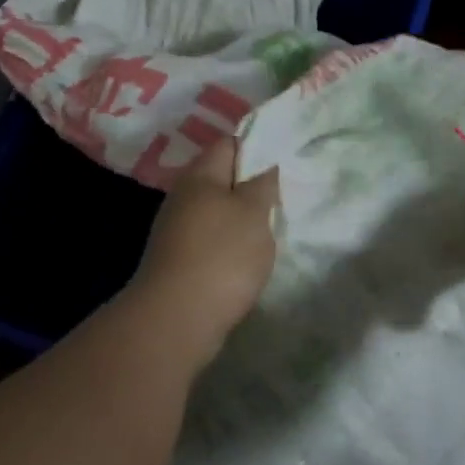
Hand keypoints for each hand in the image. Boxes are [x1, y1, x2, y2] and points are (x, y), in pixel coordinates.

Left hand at [127, 138, 279, 367]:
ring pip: (219, 212)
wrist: (177, 320)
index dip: (259, 145)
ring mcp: (178, 231)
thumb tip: (266, 163)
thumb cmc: (221, 255)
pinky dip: (233, 245)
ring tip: (275, 226)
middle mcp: (184, 198)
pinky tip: (251, 257)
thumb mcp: (253, 211)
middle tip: (287, 194)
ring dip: (244, 218)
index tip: (287, 157)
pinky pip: (213, 241)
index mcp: (199, 176)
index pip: (230, 144)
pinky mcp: (180, 262)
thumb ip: (263, 183)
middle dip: (254, 185)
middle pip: (223, 179)